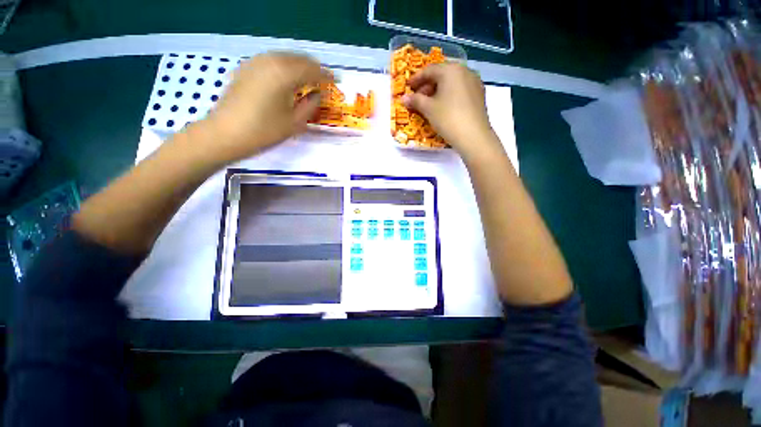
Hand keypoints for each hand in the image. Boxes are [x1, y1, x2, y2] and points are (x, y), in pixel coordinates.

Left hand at [202, 52, 332, 161]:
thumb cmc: (264, 132)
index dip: (326, 76)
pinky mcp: (246, 68)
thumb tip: (318, 94)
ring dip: (299, 66)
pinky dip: (284, 67)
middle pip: (299, 59)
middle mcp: (271, 61)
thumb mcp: (294, 123)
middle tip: (323, 81)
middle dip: (313, 68)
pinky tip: (287, 79)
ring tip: (308, 80)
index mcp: (285, 74)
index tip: (336, 81)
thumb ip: (310, 105)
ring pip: (285, 57)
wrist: (225, 134)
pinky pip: (272, 61)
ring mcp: (255, 62)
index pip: (312, 70)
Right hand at [402, 63, 499, 158]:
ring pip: (452, 82)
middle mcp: (465, 71)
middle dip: (428, 85)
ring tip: (430, 104)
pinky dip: (450, 95)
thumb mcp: (428, 109)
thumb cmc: (448, 118)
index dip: (416, 79)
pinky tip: (444, 107)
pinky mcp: (479, 95)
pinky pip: (460, 90)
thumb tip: (404, 98)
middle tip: (418, 97)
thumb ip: (415, 100)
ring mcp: (475, 82)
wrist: (473, 136)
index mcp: (451, 70)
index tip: (408, 87)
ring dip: (439, 91)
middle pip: (442, 75)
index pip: (429, 70)